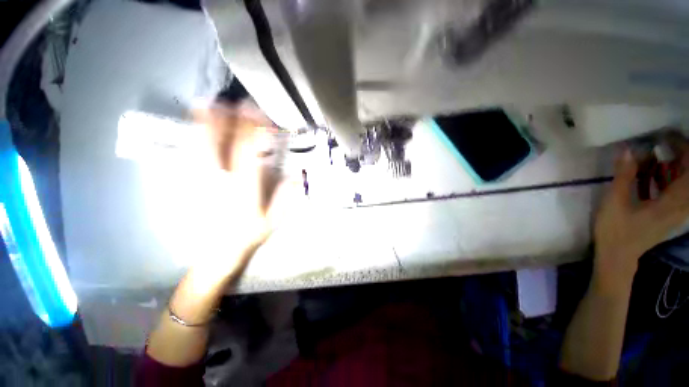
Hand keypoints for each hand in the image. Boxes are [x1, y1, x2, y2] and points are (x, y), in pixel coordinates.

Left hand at [190, 103, 288, 280]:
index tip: (257, 112)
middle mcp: (220, 179)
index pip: (247, 151)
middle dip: (226, 120)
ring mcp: (201, 180)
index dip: (252, 129)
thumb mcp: (274, 221)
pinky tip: (195, 127)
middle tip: (231, 102)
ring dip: (206, 124)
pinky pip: (191, 155)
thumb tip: (298, 176)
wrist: (218, 252)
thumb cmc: (249, 235)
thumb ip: (286, 198)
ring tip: (208, 104)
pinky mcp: (191, 184)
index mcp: (243, 188)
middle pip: (219, 143)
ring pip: (201, 146)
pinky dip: (193, 137)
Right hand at [594, 139, 688, 292]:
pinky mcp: (667, 212)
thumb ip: (624, 176)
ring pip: (681, 182)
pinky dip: (665, 177)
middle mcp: (679, 205)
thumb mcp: (615, 202)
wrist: (618, 256)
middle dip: (677, 155)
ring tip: (652, 155)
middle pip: (687, 175)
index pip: (688, 172)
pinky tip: (651, 171)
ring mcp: (674, 210)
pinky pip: (674, 189)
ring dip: (670, 165)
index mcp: (671, 203)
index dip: (683, 150)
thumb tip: (627, 150)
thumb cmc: (615, 231)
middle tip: (659, 142)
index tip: (666, 137)